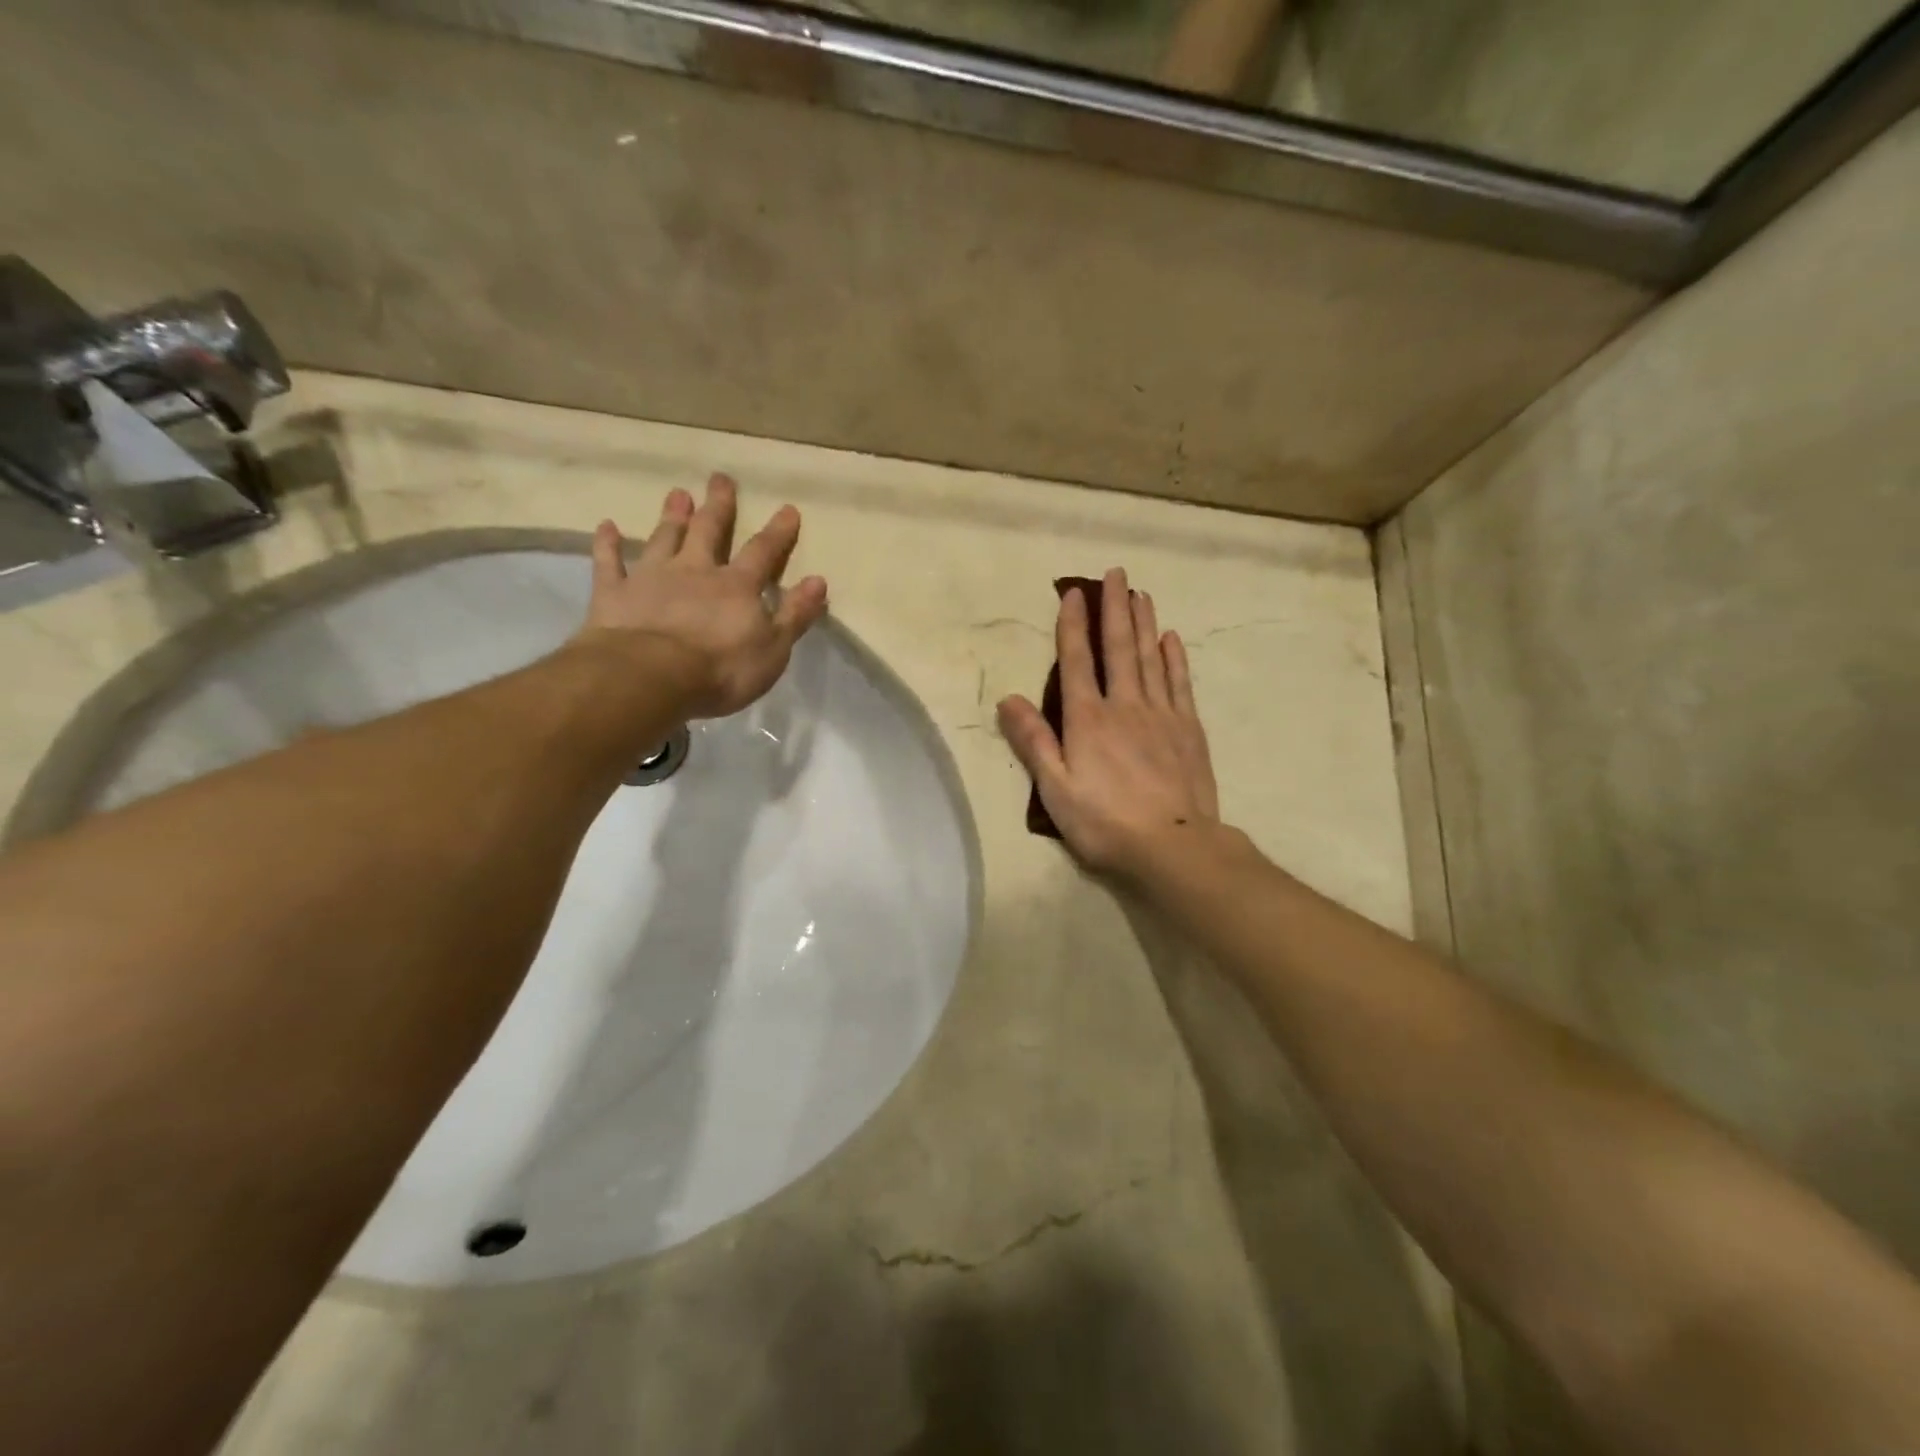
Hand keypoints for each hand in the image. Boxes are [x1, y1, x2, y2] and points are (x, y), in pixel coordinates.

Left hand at [578, 473, 828, 718]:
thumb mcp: (773, 649)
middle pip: (709, 531)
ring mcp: (652, 578)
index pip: (763, 552)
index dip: (778, 532)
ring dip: (672, 516)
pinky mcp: (615, 593)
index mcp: (736, 586)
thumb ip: (794, 614)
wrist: (651, 676)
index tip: (787, 509)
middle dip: (718, 506)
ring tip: (677, 493)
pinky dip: (607, 544)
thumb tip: (818, 581)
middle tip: (720, 479)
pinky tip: (605, 526)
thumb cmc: (721, 669)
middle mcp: (695, 571)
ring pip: (664, 538)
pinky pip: (609, 563)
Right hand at [997, 567, 1218, 879]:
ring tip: (1141, 594)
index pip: (1077, 662)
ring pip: (1150, 658)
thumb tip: (1008, 699)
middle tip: (1117, 573)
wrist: (1174, 846)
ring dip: (1144, 623)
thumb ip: (1034, 742)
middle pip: (1119, 648)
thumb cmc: (1105, 823)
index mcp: (1088, 720)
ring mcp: (1161, 714)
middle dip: (1115, 608)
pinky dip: (1173, 658)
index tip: (1074, 593)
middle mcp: (1124, 706)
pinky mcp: (1188, 729)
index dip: (1073, 625)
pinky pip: (1179, 683)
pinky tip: (1171, 638)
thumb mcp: (1056, 790)